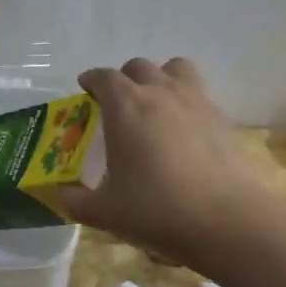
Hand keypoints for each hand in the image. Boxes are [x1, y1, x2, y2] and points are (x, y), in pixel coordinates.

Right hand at [54, 57, 270, 268]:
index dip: (91, 80)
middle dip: (124, 79)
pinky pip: (199, 94)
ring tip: (155, 105)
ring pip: (175, 68)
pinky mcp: (222, 118)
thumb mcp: (105, 212)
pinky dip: (186, 102)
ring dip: (161, 78)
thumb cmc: (156, 210)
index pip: (103, 77)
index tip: (85, 90)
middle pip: (139, 66)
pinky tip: (184, 132)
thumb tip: (59, 195)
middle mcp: (160, 92)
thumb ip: (75, 201)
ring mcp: (196, 101)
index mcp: (126, 106)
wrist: (225, 220)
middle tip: (117, 104)